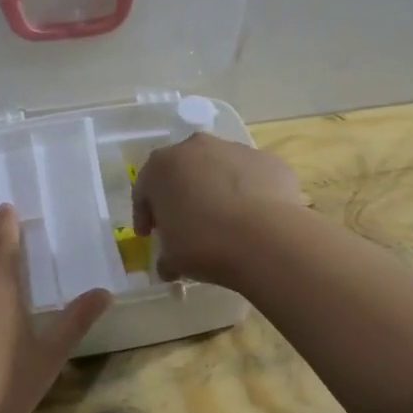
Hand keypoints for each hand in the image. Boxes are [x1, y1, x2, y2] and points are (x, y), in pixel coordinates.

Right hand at [131, 134, 305, 284]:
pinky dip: (248, 194)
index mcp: (162, 166)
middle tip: (184, 224)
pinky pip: (250, 177)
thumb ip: (165, 256)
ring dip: (216, 191)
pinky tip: (253, 219)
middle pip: (182, 171)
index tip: (149, 234)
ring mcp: (235, 150)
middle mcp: (196, 147)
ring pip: (218, 170)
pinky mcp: (268, 160)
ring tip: (224, 222)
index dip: (145, 214)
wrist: (266, 237)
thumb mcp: (172, 258)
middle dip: (180, 196)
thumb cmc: (204, 244)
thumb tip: (169, 265)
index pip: (144, 189)